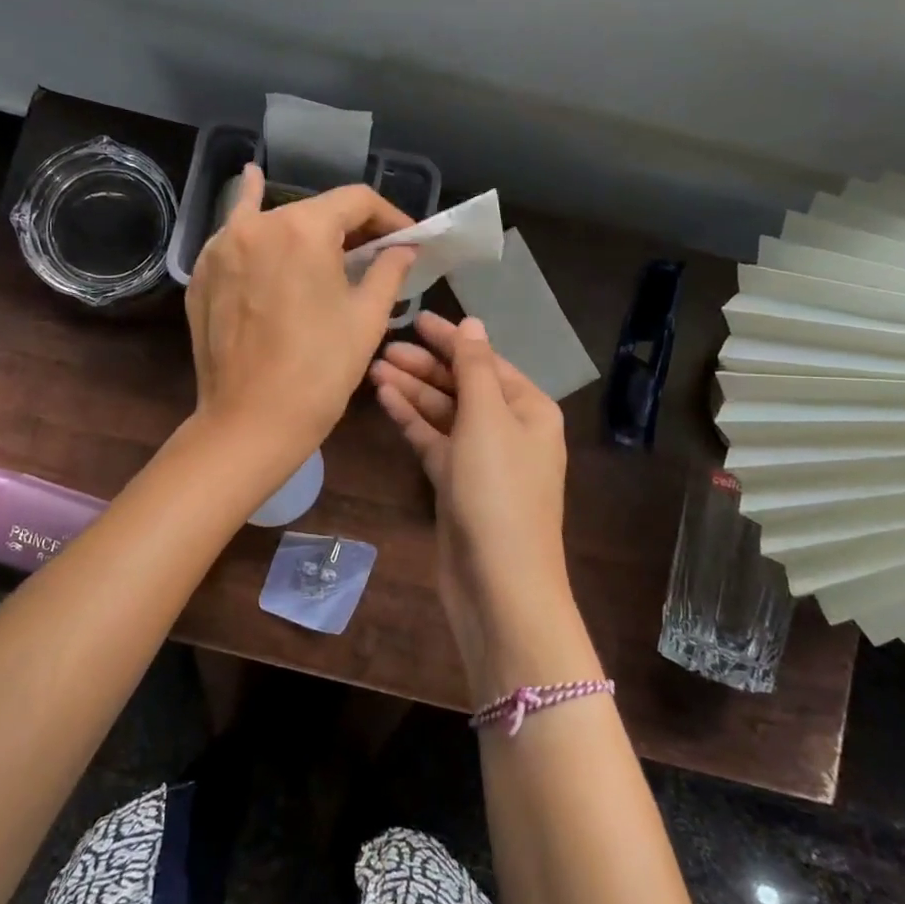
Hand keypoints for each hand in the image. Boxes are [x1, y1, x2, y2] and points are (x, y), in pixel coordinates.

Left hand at [186, 164, 416, 474]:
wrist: (250, 421)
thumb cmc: (320, 371)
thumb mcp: (367, 318)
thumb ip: (388, 270)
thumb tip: (403, 248)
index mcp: (303, 229)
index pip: (356, 201)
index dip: (389, 217)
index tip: (407, 240)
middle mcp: (257, 225)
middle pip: (314, 210)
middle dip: (349, 228)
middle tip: (373, 254)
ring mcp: (221, 247)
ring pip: (273, 221)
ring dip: (305, 228)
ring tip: (328, 240)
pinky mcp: (202, 273)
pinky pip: (235, 236)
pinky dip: (250, 218)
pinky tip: (251, 186)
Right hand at [370, 312, 589, 695]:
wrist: (499, 585)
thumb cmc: (499, 492)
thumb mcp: (488, 419)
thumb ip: (475, 368)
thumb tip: (473, 323)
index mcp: (529, 409)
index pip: (486, 361)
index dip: (451, 339)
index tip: (414, 318)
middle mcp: (509, 429)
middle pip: (463, 385)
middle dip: (426, 365)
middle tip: (383, 348)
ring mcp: (481, 459)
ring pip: (444, 413)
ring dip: (413, 390)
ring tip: (375, 368)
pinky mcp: (457, 484)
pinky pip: (433, 441)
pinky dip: (412, 420)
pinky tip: (385, 399)